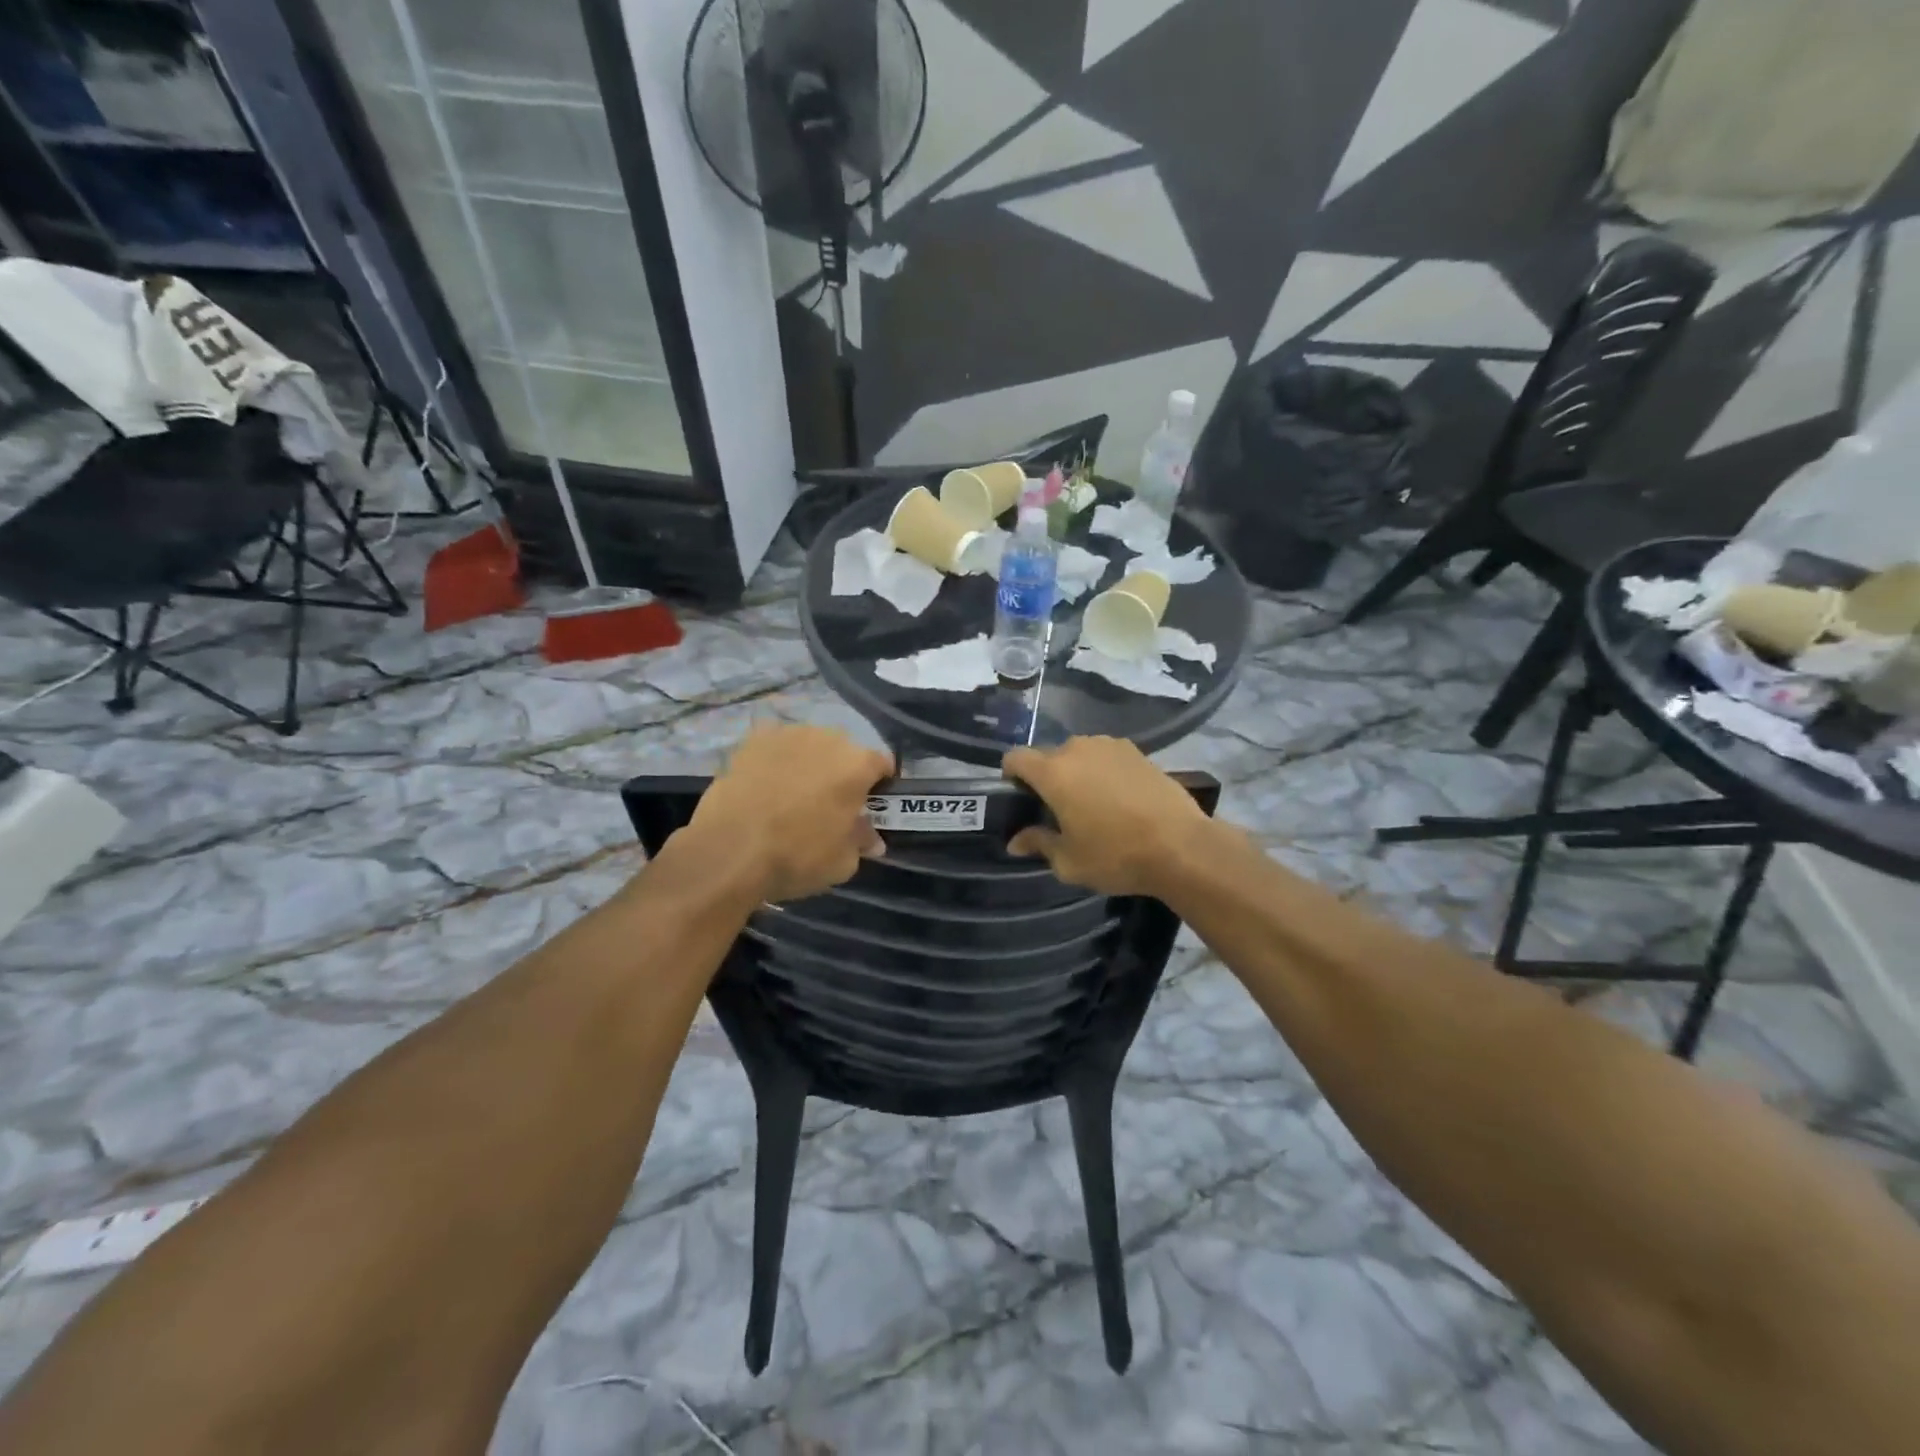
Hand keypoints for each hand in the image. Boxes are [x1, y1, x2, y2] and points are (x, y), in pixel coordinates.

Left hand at [689, 724, 892, 901]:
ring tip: (793, 794)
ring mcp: (787, 734)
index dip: (880, 785)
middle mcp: (827, 738)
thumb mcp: (842, 862)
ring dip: (809, 763)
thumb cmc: (797, 856)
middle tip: (830, 803)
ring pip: (809, 745)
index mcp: (857, 764)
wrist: (729, 850)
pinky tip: (765, 786)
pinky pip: (776, 747)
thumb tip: (871, 839)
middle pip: (845, 750)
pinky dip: (776, 761)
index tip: (869, 805)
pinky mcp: (752, 740)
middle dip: (842, 771)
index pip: (882, 764)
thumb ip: (861, 842)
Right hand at [1003, 737, 1210, 895]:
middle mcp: (1078, 749)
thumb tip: (1016, 841)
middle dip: (1046, 778)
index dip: (1011, 775)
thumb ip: (1039, 844)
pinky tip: (1118, 798)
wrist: (1181, 846)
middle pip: (1048, 756)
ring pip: (1079, 754)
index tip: (1018, 798)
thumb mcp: (1069, 861)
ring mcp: (1110, 746)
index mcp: (1053, 772)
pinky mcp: (1138, 751)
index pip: (1015, 758)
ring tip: (1091, 803)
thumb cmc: (1116, 855)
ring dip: (1077, 772)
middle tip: (1057, 810)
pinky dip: (1103, 771)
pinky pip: (1106, 756)